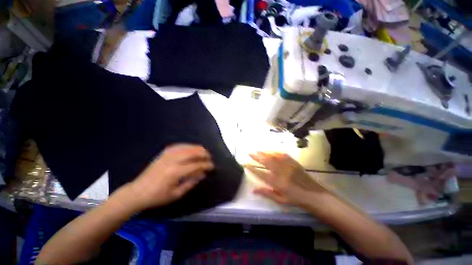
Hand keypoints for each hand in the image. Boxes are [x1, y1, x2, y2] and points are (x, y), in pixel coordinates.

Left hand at [125, 144, 213, 210]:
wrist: (137, 192)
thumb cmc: (157, 196)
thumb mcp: (176, 194)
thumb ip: (191, 182)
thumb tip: (203, 174)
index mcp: (175, 172)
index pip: (196, 164)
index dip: (206, 165)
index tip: (212, 166)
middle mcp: (172, 160)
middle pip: (193, 152)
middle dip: (204, 153)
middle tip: (209, 158)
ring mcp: (167, 155)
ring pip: (187, 147)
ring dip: (197, 148)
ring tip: (203, 152)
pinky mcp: (163, 153)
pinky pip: (179, 146)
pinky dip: (187, 146)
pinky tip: (191, 148)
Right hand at [246, 152, 327, 206]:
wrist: (313, 195)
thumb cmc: (295, 199)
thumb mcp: (280, 199)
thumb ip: (266, 193)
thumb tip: (253, 190)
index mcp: (277, 182)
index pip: (261, 174)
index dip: (252, 168)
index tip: (246, 164)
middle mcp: (281, 172)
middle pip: (266, 162)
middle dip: (256, 157)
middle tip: (249, 153)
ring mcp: (287, 166)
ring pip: (273, 156)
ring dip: (264, 153)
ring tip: (258, 151)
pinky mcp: (293, 162)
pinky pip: (283, 155)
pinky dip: (275, 152)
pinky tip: (271, 151)